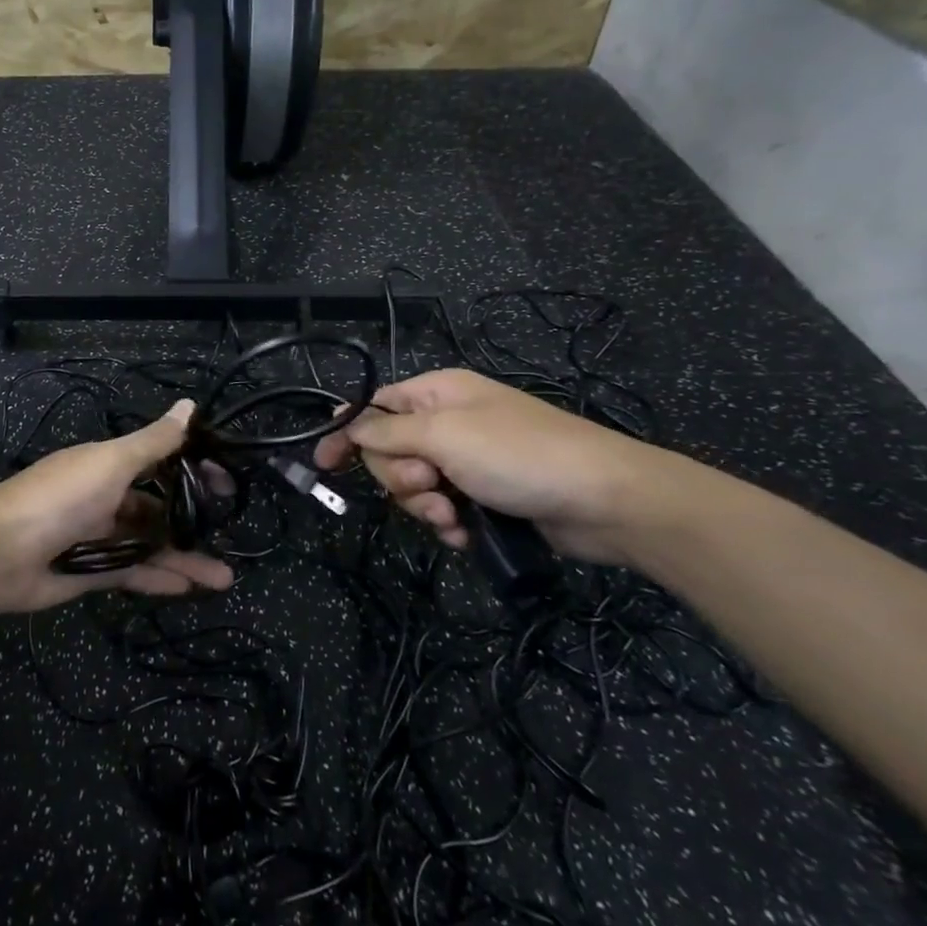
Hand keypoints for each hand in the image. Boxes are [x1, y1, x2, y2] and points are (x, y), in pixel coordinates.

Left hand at [0, 400, 235, 613]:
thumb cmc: (61, 497)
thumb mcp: (111, 462)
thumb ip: (153, 442)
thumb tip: (189, 404)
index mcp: (107, 465)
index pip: (158, 461)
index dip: (191, 468)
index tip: (225, 482)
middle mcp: (105, 497)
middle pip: (157, 507)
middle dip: (191, 519)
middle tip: (229, 531)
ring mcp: (97, 536)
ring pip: (149, 545)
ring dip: (183, 558)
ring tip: (223, 578)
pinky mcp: (90, 571)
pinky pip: (132, 573)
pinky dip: (158, 579)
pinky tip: (188, 589)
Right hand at [313, 369, 680, 564]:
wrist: (603, 500)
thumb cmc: (518, 454)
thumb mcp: (444, 434)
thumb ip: (388, 432)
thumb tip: (347, 425)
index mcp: (436, 393)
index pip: (374, 408)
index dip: (347, 433)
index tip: (323, 464)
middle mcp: (447, 423)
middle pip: (388, 451)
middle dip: (399, 477)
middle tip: (429, 485)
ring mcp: (465, 461)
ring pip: (412, 486)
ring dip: (424, 506)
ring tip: (452, 515)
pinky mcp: (482, 496)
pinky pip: (440, 510)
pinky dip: (446, 524)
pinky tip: (465, 532)